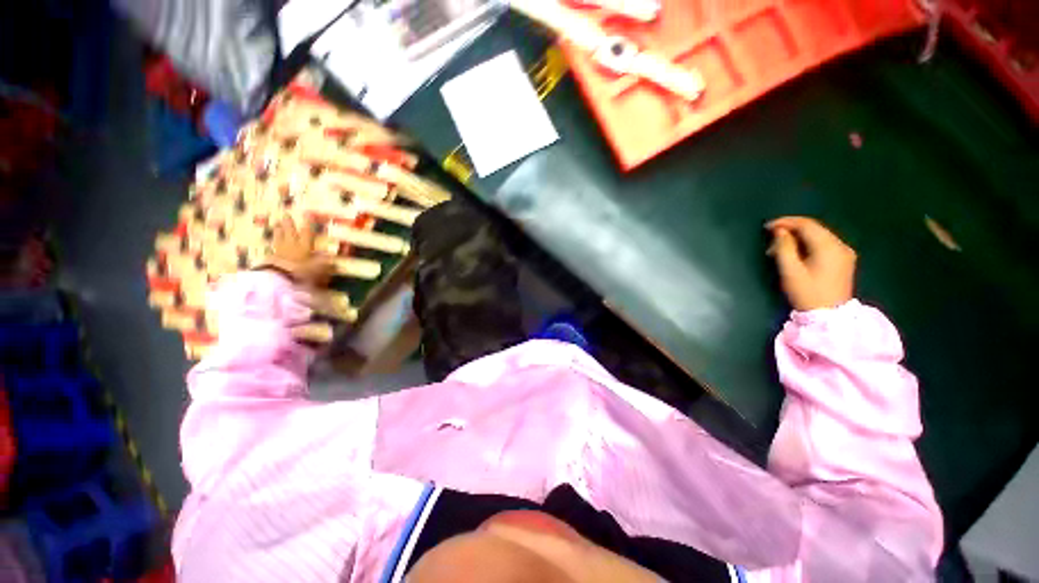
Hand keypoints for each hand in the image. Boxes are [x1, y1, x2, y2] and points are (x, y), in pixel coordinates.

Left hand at [260, 216, 332, 285]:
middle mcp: (292, 246)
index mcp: (304, 246)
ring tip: (276, 225)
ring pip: (279, 238)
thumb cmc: (302, 271)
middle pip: (290, 232)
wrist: (280, 278)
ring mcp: (280, 251)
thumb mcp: (318, 269)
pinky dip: (274, 245)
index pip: (307, 232)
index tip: (307, 213)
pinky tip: (273, 244)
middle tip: (286, 214)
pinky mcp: (272, 258)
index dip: (308, 223)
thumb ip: (325, 263)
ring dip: (278, 231)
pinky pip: (273, 248)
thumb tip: (334, 258)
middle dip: (288, 223)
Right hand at [766, 216, 856, 310]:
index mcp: (828, 247)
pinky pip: (824, 244)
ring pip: (819, 235)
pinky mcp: (844, 260)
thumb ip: (784, 248)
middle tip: (771, 238)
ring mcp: (844, 253)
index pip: (807, 225)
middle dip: (791, 229)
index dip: (786, 222)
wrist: (829, 316)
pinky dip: (808, 244)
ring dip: (799, 237)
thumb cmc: (807, 293)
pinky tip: (796, 252)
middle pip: (814, 228)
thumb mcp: (790, 271)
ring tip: (780, 248)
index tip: (767, 227)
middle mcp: (840, 245)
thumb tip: (780, 232)